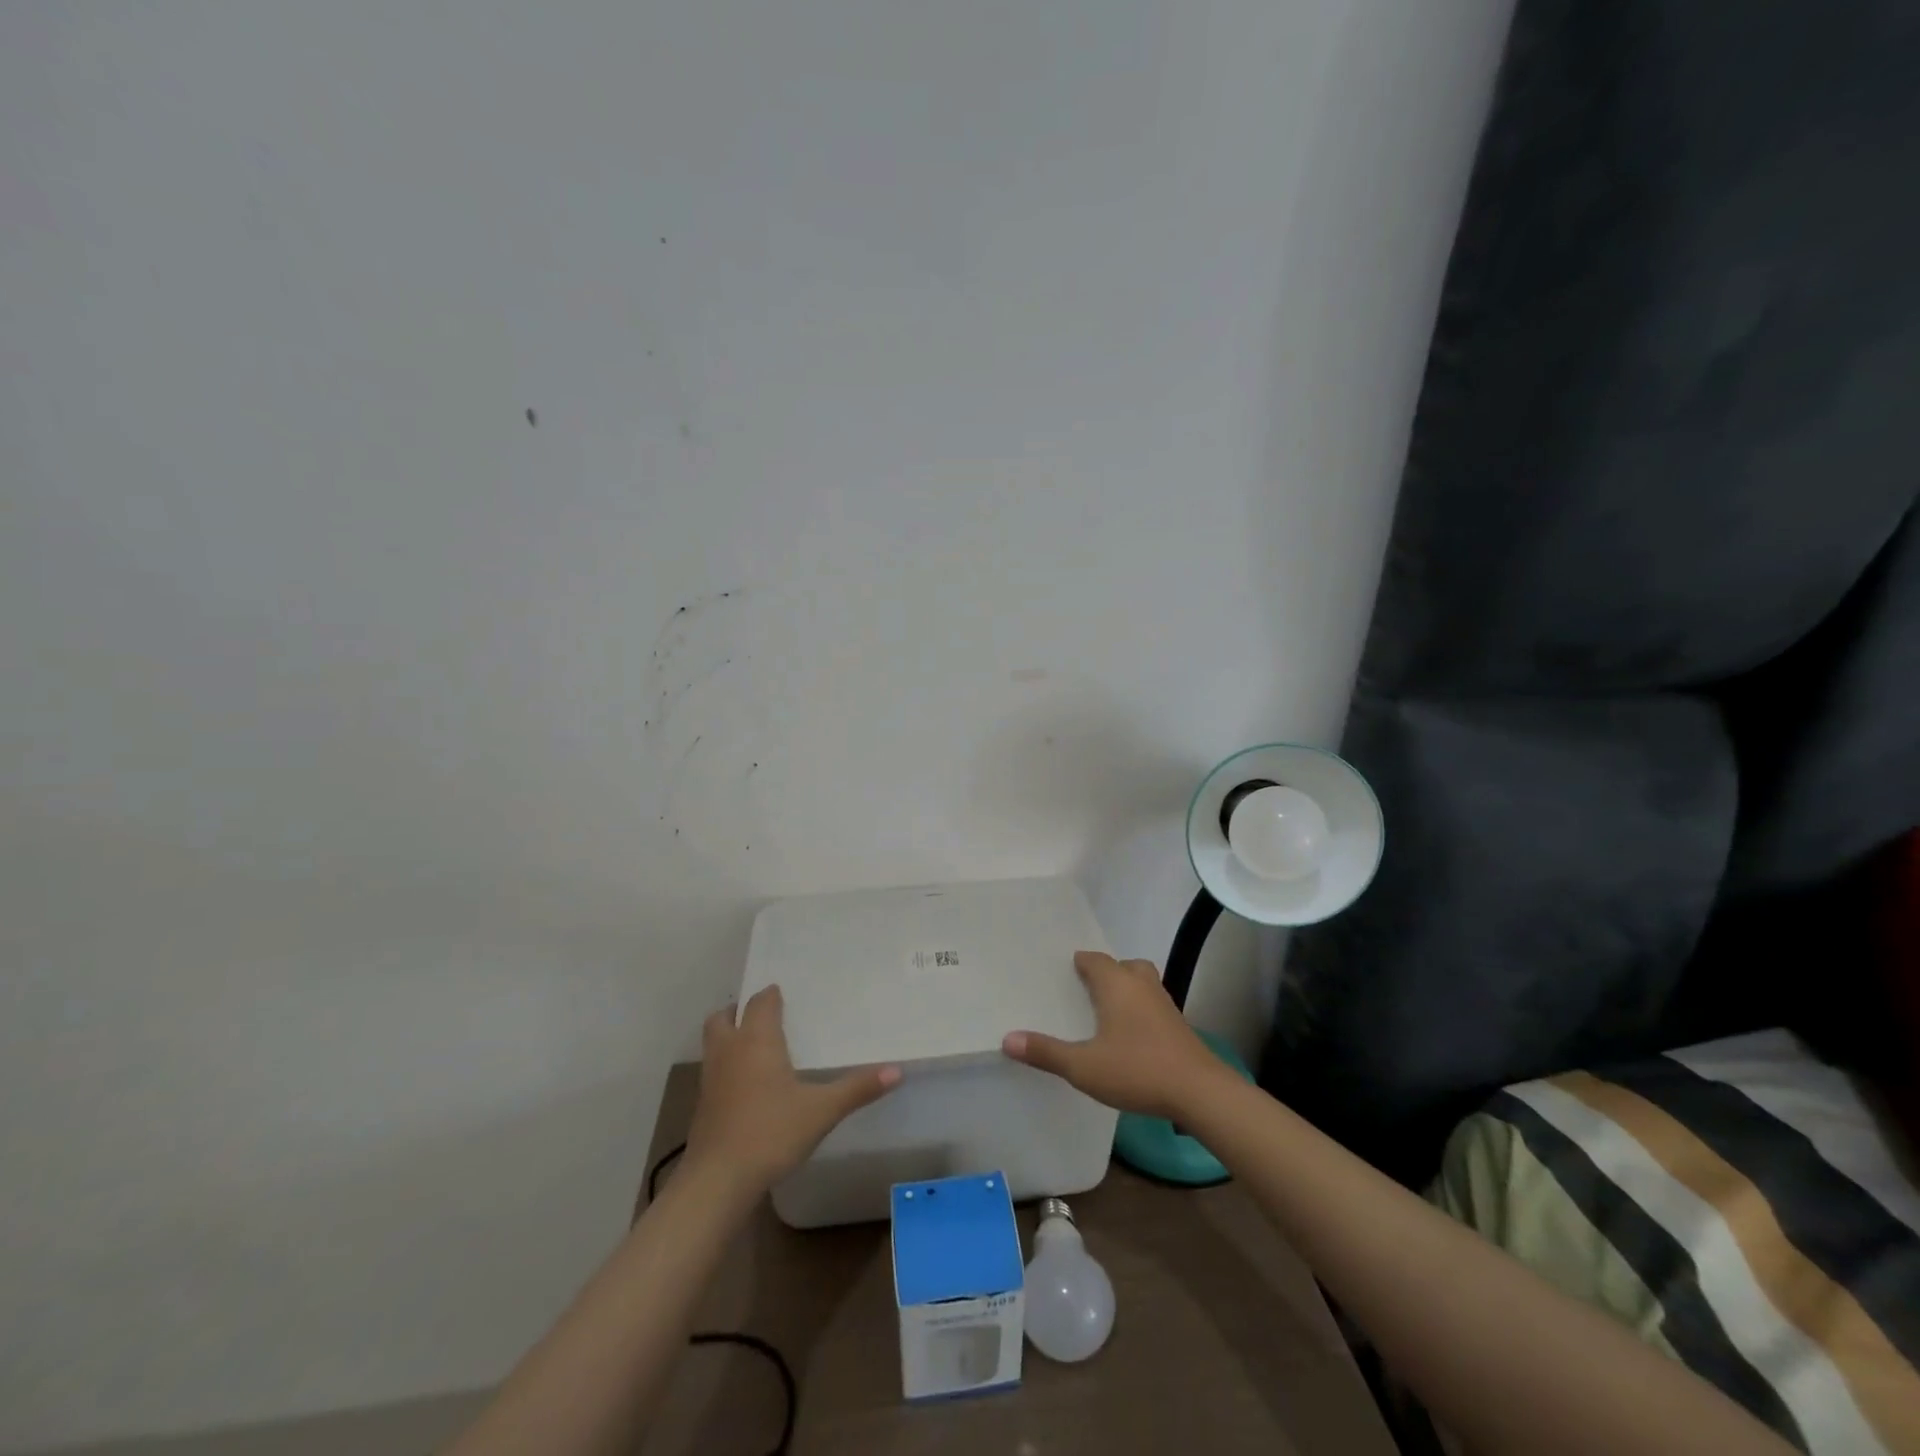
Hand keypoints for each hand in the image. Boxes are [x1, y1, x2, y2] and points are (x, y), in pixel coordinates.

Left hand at [685, 984, 901, 1193]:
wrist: (717, 1181)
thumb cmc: (771, 1132)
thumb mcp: (822, 1110)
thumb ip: (857, 1088)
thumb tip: (897, 1070)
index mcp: (756, 1040)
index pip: (760, 1002)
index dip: (771, 995)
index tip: (784, 992)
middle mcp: (729, 1051)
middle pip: (723, 1017)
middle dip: (739, 1011)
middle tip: (762, 1014)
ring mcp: (711, 1079)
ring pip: (714, 1044)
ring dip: (729, 1037)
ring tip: (755, 1046)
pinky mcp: (703, 1107)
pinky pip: (714, 1071)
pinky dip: (727, 1067)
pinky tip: (747, 1085)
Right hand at [1002, 951, 1226, 1120]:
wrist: (1200, 1092)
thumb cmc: (1137, 1070)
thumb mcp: (1083, 1066)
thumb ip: (1046, 1052)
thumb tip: (1007, 1039)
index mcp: (1116, 984)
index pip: (1095, 960)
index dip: (1080, 963)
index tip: (1065, 971)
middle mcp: (1141, 985)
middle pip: (1122, 966)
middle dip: (1105, 973)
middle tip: (1085, 989)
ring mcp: (1164, 1004)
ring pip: (1141, 983)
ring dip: (1125, 989)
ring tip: (1106, 1010)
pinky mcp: (1178, 1025)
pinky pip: (1152, 1004)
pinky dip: (1140, 1009)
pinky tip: (1130, 1035)